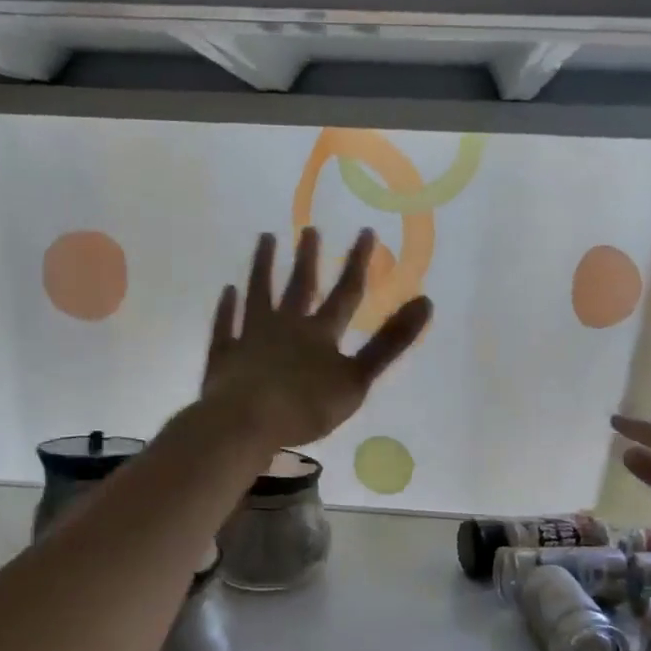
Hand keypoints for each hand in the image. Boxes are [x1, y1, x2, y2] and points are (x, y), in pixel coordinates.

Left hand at [203, 228, 432, 450]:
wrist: (245, 421)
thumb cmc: (306, 406)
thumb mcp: (357, 378)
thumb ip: (390, 342)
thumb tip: (426, 302)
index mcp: (320, 333)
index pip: (345, 293)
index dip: (358, 264)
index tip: (366, 232)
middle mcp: (285, 326)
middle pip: (299, 286)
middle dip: (307, 257)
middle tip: (309, 229)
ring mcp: (251, 337)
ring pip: (258, 294)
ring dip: (263, 267)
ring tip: (265, 239)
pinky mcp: (225, 355)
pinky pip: (226, 324)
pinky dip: (227, 308)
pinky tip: (228, 292)